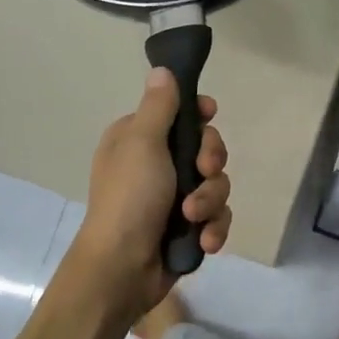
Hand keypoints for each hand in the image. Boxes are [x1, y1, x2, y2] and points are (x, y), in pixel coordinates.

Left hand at [68, 68, 232, 316]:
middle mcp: (157, 165)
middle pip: (207, 148)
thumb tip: (162, 69)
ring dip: (210, 201)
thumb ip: (159, 106)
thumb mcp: (142, 143)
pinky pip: (217, 216)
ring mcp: (174, 198)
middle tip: (202, 172)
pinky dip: (213, 228)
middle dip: (211, 163)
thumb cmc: (129, 198)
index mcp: (139, 139)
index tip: (209, 115)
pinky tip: (204, 240)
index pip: (180, 114)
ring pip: (216, 184)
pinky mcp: (188, 228)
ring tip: (193, 218)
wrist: (122, 268)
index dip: (199, 115)